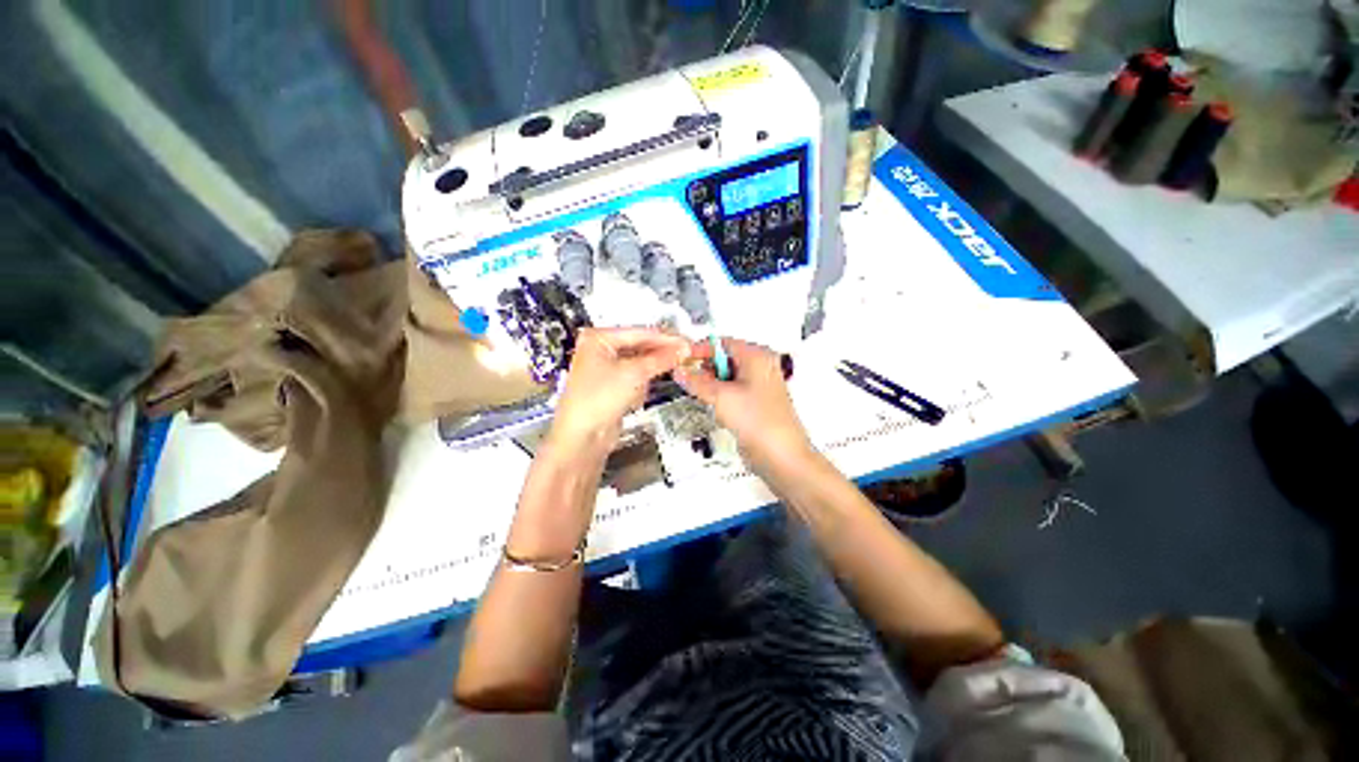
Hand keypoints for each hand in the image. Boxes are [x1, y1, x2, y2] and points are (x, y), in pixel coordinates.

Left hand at [550, 328, 690, 450]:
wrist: (582, 437)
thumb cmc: (594, 402)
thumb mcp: (634, 374)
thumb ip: (661, 359)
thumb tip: (680, 349)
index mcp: (597, 338)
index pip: (639, 332)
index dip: (665, 338)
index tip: (684, 342)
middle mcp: (599, 350)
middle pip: (639, 346)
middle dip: (660, 353)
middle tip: (684, 353)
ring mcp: (604, 369)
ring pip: (638, 362)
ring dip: (651, 368)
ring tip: (671, 367)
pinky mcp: (611, 386)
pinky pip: (634, 377)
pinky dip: (642, 381)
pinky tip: (646, 388)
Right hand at [675, 338, 814, 474]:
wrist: (780, 456)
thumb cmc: (761, 423)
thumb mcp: (720, 397)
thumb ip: (697, 381)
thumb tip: (681, 371)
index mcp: (757, 356)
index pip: (722, 342)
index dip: (700, 349)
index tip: (682, 358)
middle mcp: (761, 367)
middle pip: (725, 359)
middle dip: (705, 369)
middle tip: (689, 378)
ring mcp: (760, 386)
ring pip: (727, 377)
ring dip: (712, 384)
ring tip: (703, 395)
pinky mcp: (756, 403)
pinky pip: (733, 392)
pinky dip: (720, 396)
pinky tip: (716, 408)